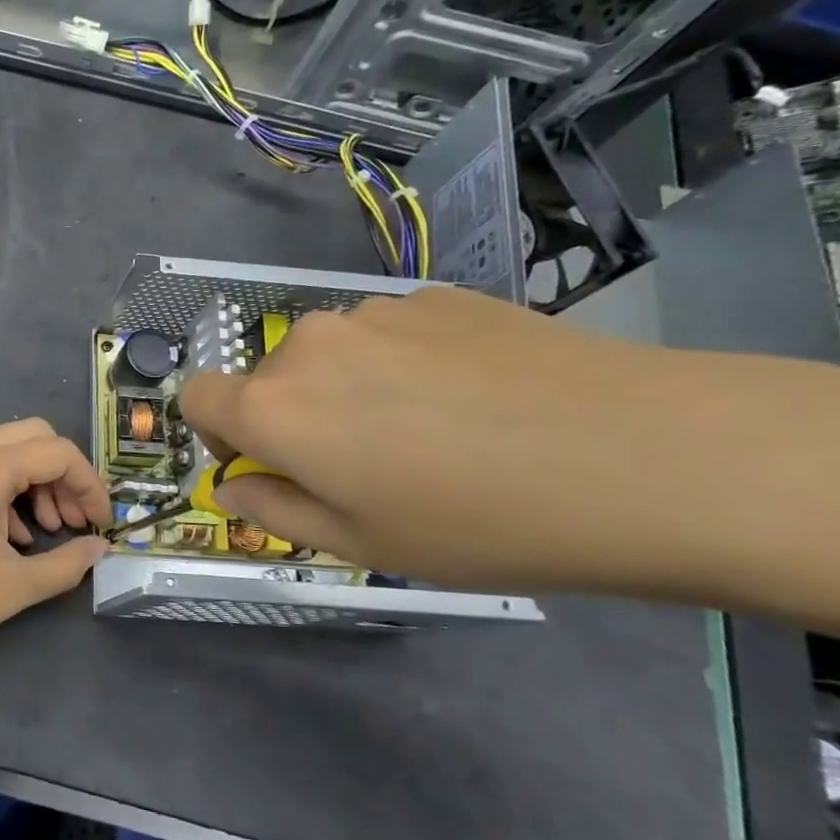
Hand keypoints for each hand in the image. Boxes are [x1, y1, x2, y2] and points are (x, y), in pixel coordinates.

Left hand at [0, 419, 110, 697]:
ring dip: (26, 482)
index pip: (56, 453)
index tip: (100, 522)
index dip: (89, 484)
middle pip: (28, 437)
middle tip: (70, 522)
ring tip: (36, 533)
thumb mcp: (17, 586)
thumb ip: (69, 563)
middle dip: (59, 476)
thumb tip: (99, 549)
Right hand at [176, 286, 839, 623]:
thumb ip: (275, 512)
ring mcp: (376, 312)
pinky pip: (390, 332)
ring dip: (351, 388)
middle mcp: (309, 344)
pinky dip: (406, 363)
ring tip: (433, 430)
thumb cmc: (479, 523)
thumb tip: (236, 485)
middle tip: (367, 465)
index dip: (215, 432)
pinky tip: (477, 397)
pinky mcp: (436, 294)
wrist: (642, 456)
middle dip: (294, 417)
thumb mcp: (361, 545)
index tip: (264, 464)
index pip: (197, 396)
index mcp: (276, 407)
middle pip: (269, 378)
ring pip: (332, 353)